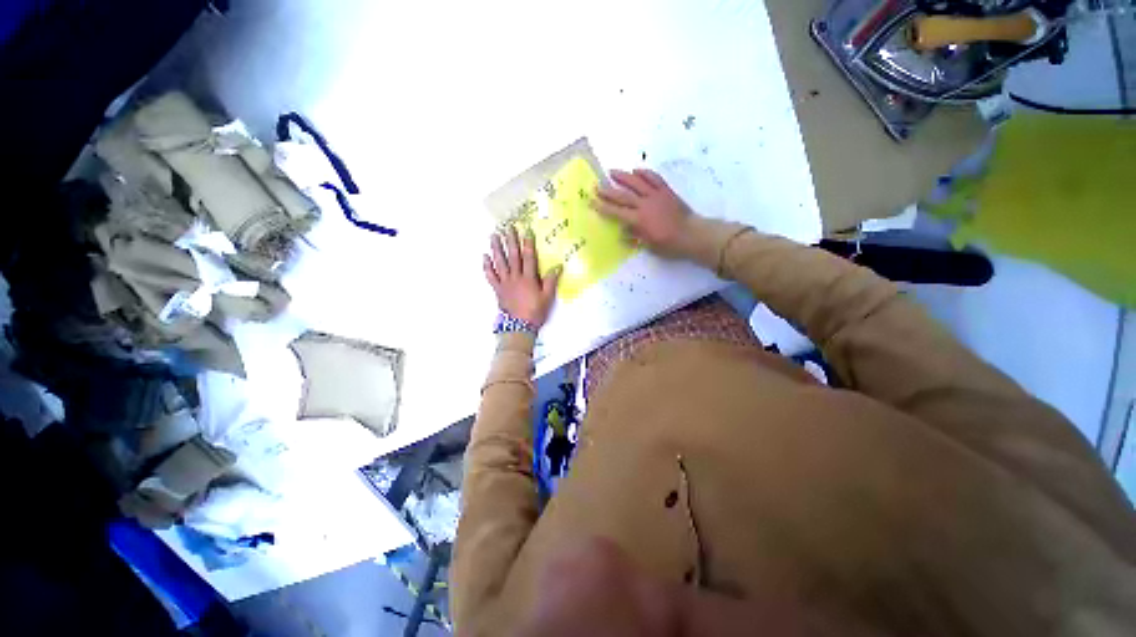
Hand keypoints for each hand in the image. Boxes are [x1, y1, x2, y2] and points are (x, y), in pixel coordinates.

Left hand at [484, 226, 561, 329]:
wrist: (520, 326)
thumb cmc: (535, 312)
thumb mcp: (547, 297)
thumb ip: (551, 281)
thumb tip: (558, 266)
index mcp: (528, 278)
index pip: (528, 257)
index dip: (528, 244)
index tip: (526, 231)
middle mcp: (515, 277)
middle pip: (513, 256)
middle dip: (511, 241)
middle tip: (507, 227)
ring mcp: (504, 283)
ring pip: (500, 263)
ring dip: (496, 248)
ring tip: (493, 236)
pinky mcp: (497, 289)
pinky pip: (490, 276)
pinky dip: (487, 266)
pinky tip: (484, 256)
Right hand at [594, 169, 697, 259]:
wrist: (693, 234)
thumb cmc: (670, 245)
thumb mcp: (649, 246)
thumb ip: (635, 237)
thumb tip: (621, 233)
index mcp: (639, 220)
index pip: (617, 212)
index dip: (603, 207)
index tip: (592, 202)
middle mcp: (645, 205)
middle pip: (623, 195)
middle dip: (608, 191)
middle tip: (596, 186)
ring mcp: (656, 195)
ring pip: (637, 182)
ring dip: (623, 177)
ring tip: (612, 172)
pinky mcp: (666, 191)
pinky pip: (654, 178)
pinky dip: (645, 173)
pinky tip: (636, 170)